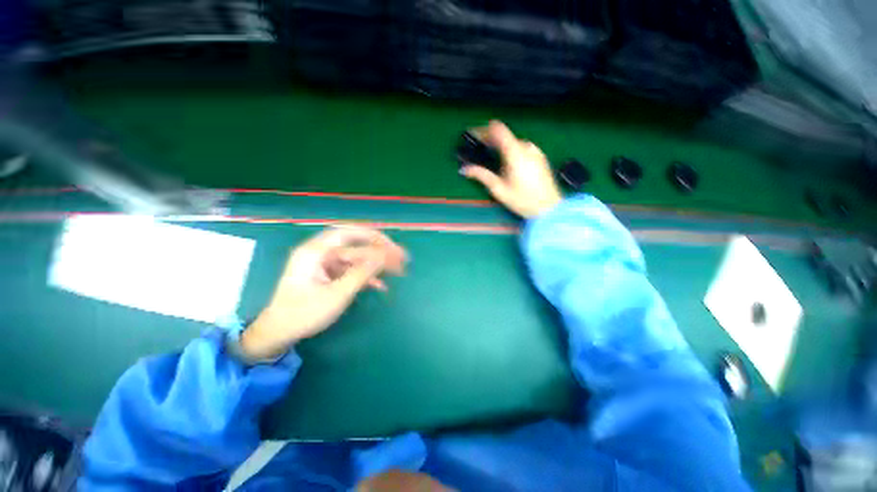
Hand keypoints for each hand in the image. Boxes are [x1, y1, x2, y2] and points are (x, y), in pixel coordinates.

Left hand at [240, 227, 406, 359]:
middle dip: (380, 252)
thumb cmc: (304, 313)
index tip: (392, 246)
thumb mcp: (337, 294)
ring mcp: (325, 264)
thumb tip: (384, 256)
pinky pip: (351, 270)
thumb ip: (362, 273)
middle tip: (401, 258)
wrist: (279, 333)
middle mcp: (321, 252)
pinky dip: (366, 276)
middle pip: (356, 245)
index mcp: (316, 251)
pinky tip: (381, 285)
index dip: (373, 236)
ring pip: (357, 258)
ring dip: (376, 264)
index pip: (349, 233)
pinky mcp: (328, 274)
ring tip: (398, 271)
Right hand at [461, 120, 562, 218]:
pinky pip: (521, 147)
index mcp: (515, 153)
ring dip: (501, 145)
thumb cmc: (522, 200)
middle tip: (478, 150)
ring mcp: (535, 150)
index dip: (483, 130)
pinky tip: (508, 163)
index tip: (472, 136)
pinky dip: (511, 150)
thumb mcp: (499, 190)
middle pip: (504, 135)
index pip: (497, 129)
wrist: (549, 208)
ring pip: (513, 141)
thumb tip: (464, 169)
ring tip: (492, 158)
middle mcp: (526, 146)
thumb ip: (481, 176)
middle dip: (489, 140)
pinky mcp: (540, 156)